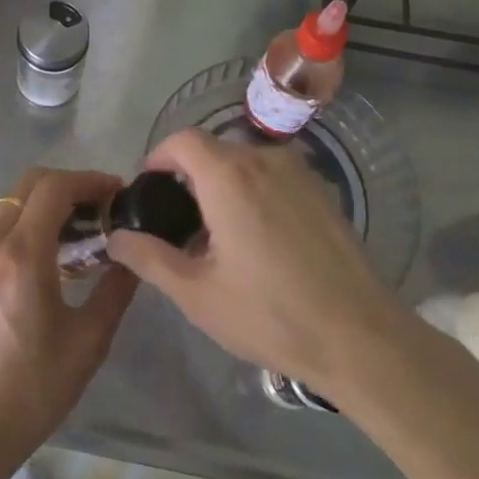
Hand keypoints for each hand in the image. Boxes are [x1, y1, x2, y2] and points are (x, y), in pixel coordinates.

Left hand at [0, 167, 137, 478]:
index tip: (116, 193)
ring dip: (45, 208)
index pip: (55, 188)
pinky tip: (44, 261)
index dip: (90, 180)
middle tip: (99, 210)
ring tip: (76, 237)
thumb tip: (132, 255)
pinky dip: (23, 229)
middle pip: (29, 185)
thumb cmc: (32, 391)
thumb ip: (115, 289)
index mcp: (21, 257)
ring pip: (11, 207)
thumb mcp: (88, 343)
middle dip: (68, 186)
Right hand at [108, 128, 397, 394]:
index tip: (150, 190)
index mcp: (228, 176)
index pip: (182, 140)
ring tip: (220, 236)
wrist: (362, 338)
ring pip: (246, 163)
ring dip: (224, 185)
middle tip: (181, 224)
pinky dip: (255, 192)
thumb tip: (116, 237)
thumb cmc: (271, 314)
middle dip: (190, 177)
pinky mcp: (323, 192)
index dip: (160, 157)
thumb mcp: (197, 293)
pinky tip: (261, 241)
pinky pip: (274, 177)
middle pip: (214, 150)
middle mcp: (264, 160)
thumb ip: (149, 258)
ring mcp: (299, 173)